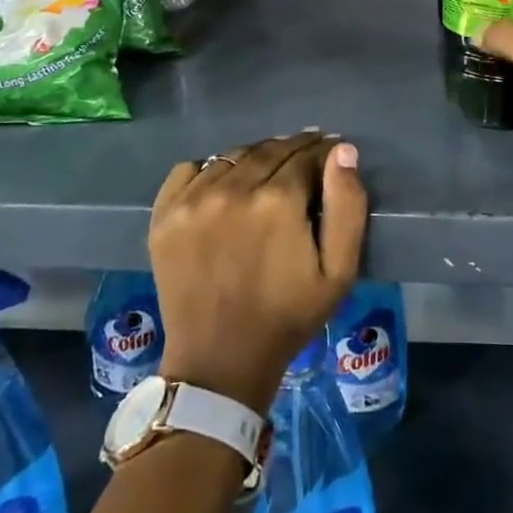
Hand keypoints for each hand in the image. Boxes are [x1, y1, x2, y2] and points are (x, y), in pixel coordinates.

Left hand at [149, 130, 366, 413]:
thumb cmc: (288, 317)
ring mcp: (194, 200)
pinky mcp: (165, 214)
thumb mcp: (339, 271)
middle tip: (304, 162)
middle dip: (293, 150)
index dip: (323, 152)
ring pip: (234, 156)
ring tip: (267, 174)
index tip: (330, 156)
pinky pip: (190, 168)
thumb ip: (348, 205)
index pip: (306, 154)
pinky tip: (223, 186)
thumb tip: (342, 151)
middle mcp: (233, 189)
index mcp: (278, 200)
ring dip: (256, 158)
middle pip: (271, 149)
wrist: (220, 362)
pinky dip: (211, 169)